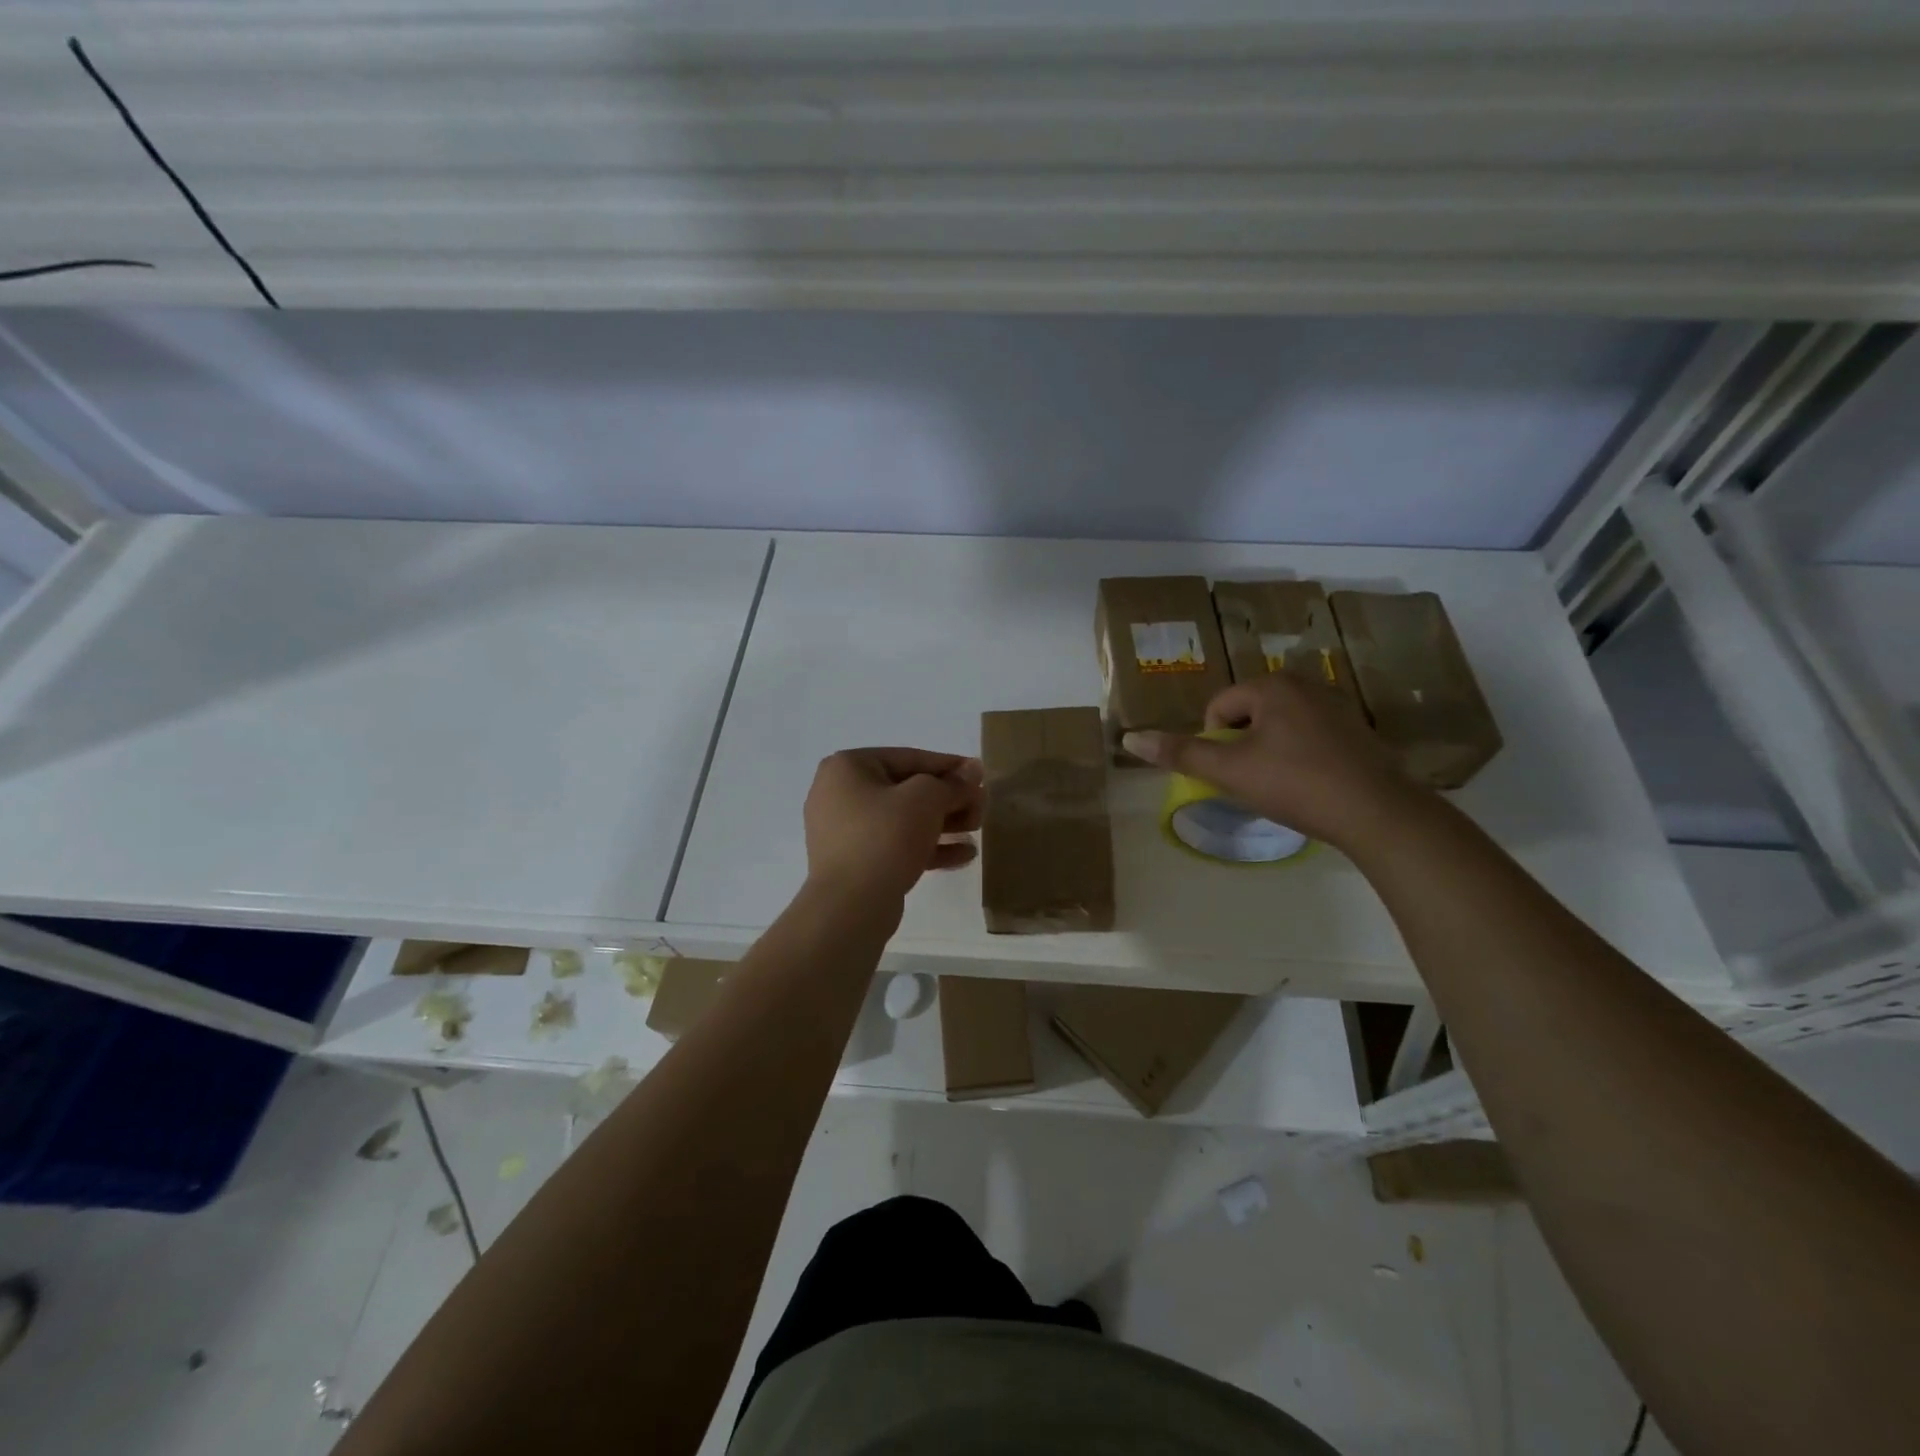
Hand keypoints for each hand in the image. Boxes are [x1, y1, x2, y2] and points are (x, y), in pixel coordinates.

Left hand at [803, 748, 984, 902]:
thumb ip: (952, 783)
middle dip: (948, 798)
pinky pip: (897, 846)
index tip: (980, 775)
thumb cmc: (885, 836)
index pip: (909, 758)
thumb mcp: (925, 799)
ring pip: (904, 820)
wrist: (849, 906)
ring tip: (976, 829)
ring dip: (943, 823)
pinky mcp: (856, 863)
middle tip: (981, 807)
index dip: (949, 765)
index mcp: (848, 767)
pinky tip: (964, 855)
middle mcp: (840, 794)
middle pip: (907, 789)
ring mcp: (846, 831)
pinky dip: (927, 847)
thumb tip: (973, 769)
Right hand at [1121, 674, 1422, 851]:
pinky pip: (1308, 735)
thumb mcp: (1230, 771)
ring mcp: (1336, 704)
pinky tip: (1310, 783)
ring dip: (1269, 751)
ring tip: (1282, 784)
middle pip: (1248, 713)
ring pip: (1278, 726)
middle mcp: (1305, 684)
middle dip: (1242, 745)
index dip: (1214, 743)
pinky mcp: (1357, 729)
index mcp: (1272, 686)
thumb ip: (1180, 753)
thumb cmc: (1296, 784)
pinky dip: (1299, 755)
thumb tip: (1130, 738)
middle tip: (1254, 780)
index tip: (1233, 773)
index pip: (1219, 708)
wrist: (1378, 813)